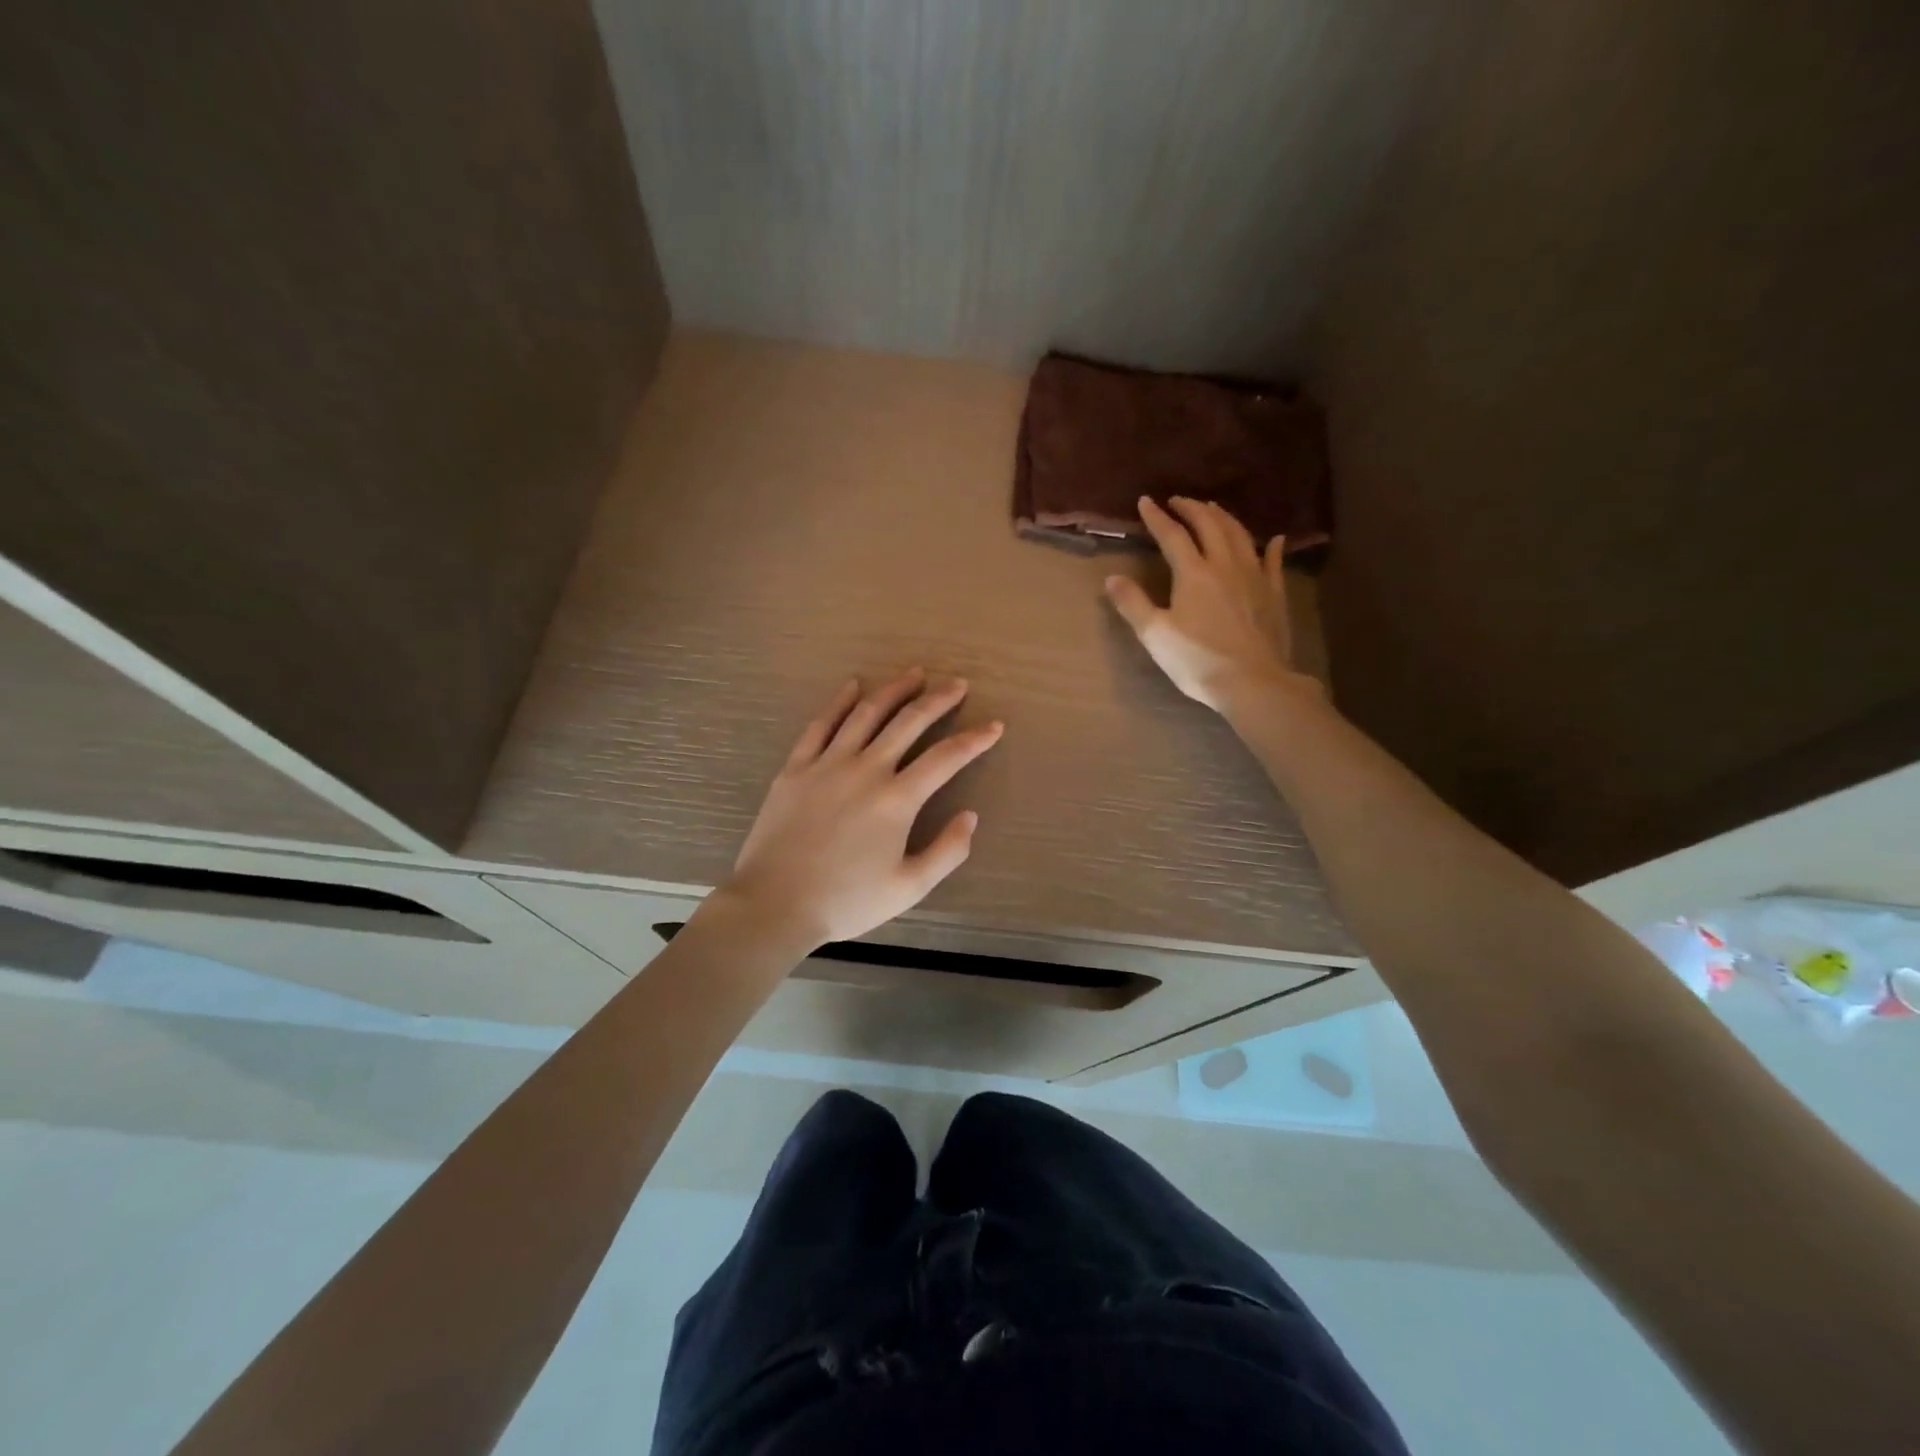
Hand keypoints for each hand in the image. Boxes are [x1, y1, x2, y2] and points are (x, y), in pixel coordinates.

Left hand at [717, 669, 1002, 949]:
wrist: (774, 904)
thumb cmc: (846, 901)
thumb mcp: (909, 888)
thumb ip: (947, 851)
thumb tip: (970, 816)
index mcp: (896, 799)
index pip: (946, 758)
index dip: (974, 740)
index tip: (994, 726)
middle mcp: (865, 770)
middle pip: (908, 722)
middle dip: (938, 699)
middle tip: (957, 684)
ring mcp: (827, 764)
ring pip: (866, 714)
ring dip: (893, 690)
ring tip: (914, 674)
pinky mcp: (796, 768)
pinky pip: (820, 725)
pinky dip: (839, 702)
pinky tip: (852, 686)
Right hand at [1104, 496, 1312, 711]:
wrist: (1253, 682)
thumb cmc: (1197, 660)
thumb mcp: (1155, 635)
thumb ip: (1132, 603)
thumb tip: (1112, 578)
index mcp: (1193, 573)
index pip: (1172, 535)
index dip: (1157, 517)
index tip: (1145, 501)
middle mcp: (1225, 565)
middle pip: (1209, 525)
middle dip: (1192, 508)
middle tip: (1179, 501)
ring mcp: (1255, 577)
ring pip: (1240, 535)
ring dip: (1224, 518)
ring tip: (1213, 509)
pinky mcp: (1274, 594)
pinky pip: (1273, 562)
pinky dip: (1270, 546)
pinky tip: (1272, 539)